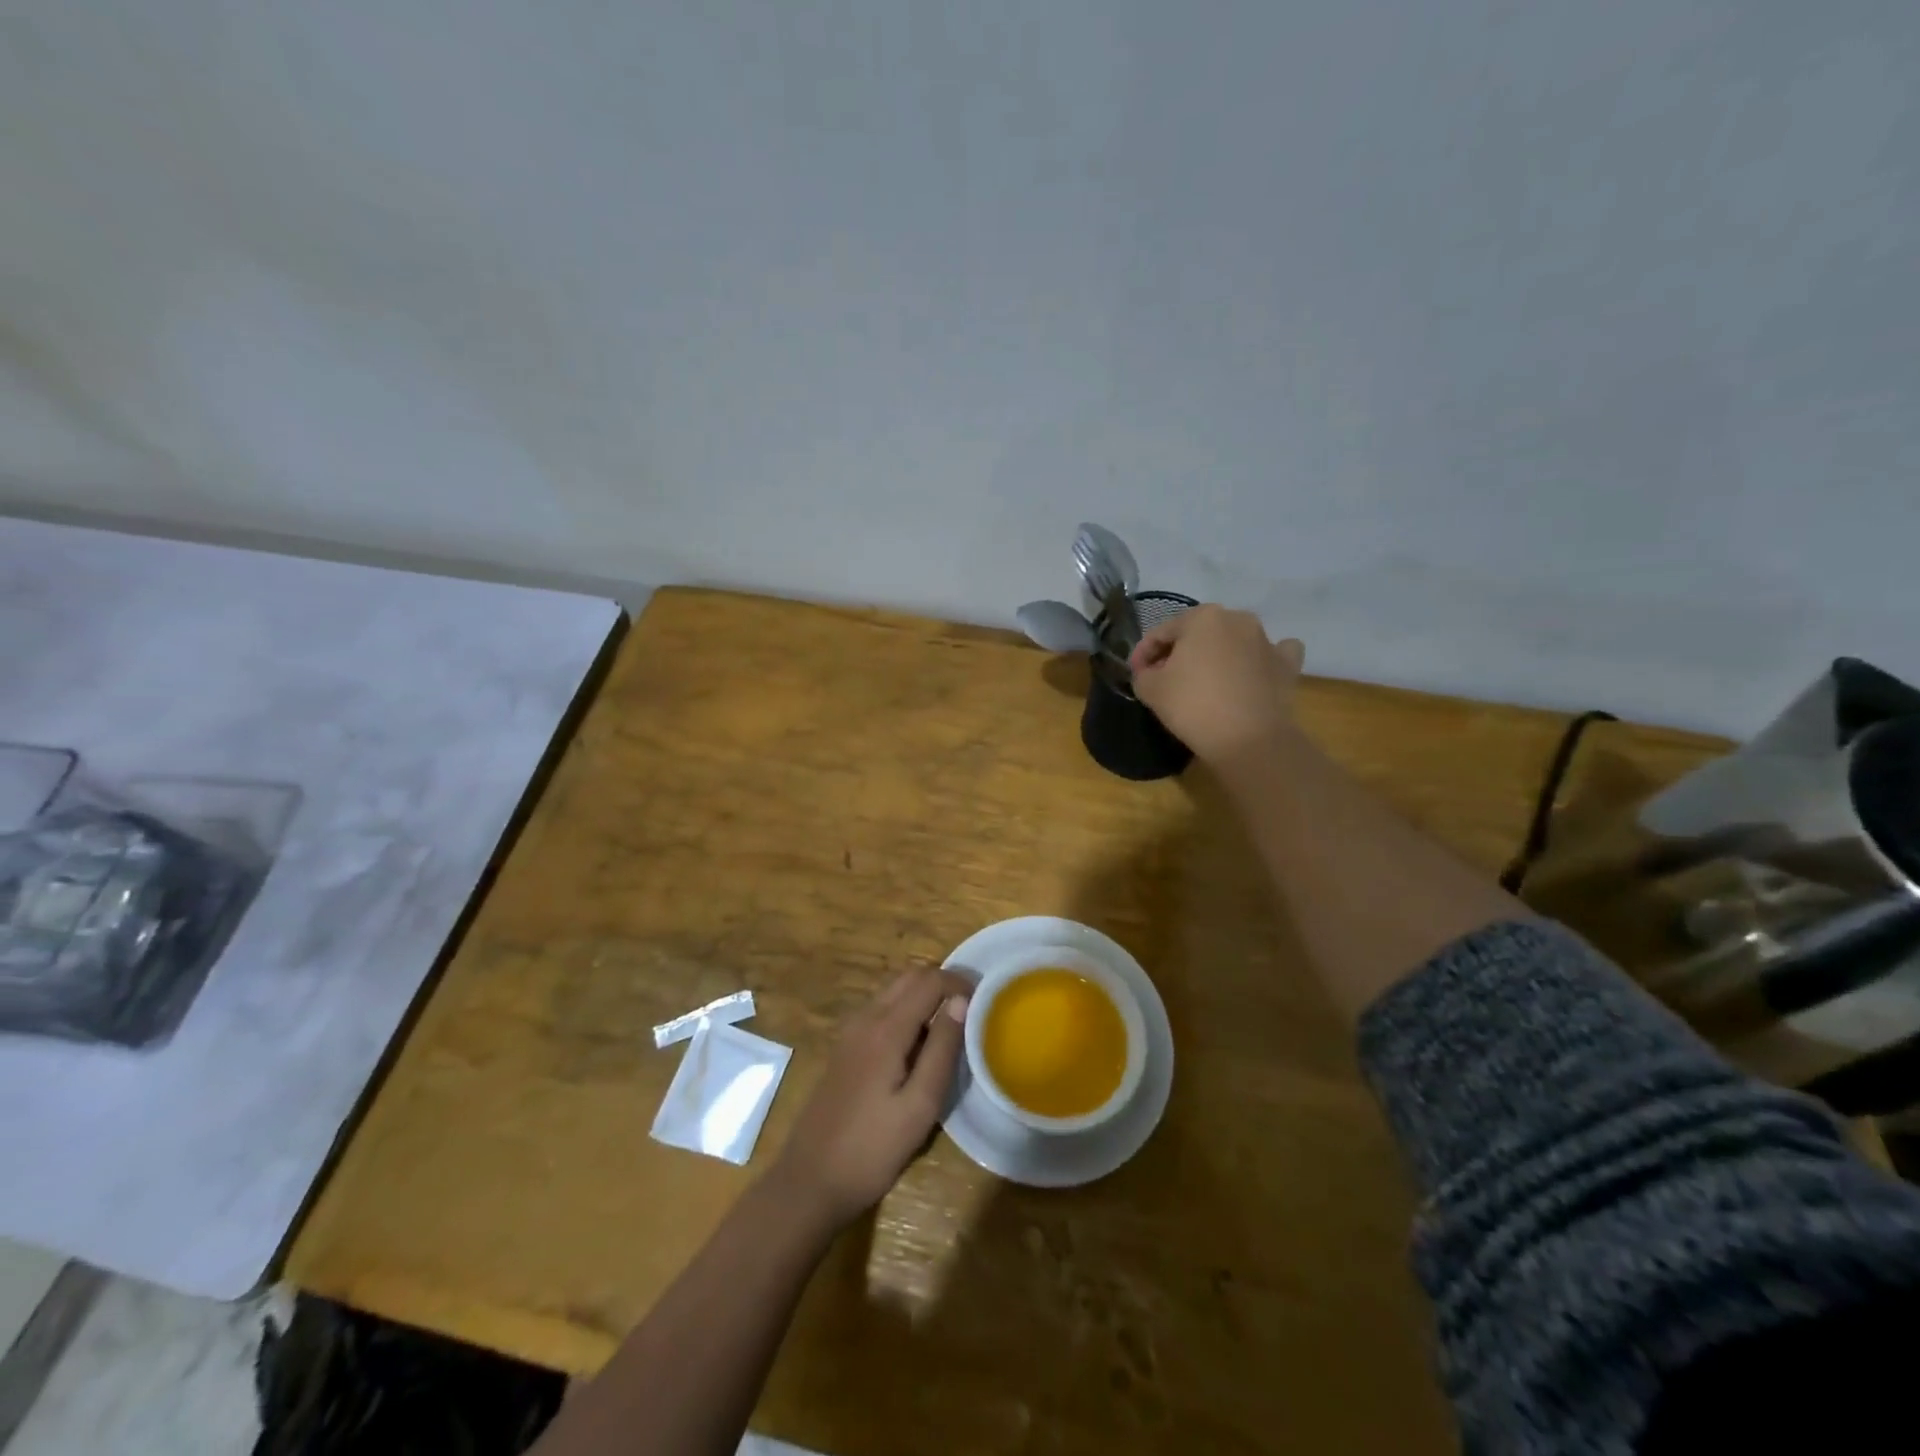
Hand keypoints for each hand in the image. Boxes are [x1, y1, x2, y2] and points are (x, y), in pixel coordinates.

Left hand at [768, 966, 969, 1229]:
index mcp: (886, 1028)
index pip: (929, 980)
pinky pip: (882, 1010)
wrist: (809, 1180)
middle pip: (910, 977)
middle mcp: (865, 1017)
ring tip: (952, 1028)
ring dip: (925, 996)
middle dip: (943, 983)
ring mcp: (850, 1031)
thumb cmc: (872, 1149)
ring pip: (894, 991)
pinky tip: (919, 1046)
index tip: (985, 1003)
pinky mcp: (845, 1047)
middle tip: (972, 1010)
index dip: (960, 983)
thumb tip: (961, 1001)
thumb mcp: (920, 1106)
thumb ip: (941, 1049)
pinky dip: (907, 1011)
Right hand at [1129, 604, 1304, 765]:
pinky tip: (1251, 673)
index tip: (1135, 675)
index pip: (1161, 632)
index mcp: (1202, 617)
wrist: (1249, 740)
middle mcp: (1237, 619)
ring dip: (1216, 654)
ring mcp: (1266, 640)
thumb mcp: (1150, 689)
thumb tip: (1150, 673)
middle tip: (1165, 679)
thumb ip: (1143, 674)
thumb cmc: (1193, 706)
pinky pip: (1271, 655)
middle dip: (1179, 652)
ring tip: (1204, 681)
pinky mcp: (1288, 665)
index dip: (1143, 654)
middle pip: (1198, 633)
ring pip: (1233, 640)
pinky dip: (1259, 661)